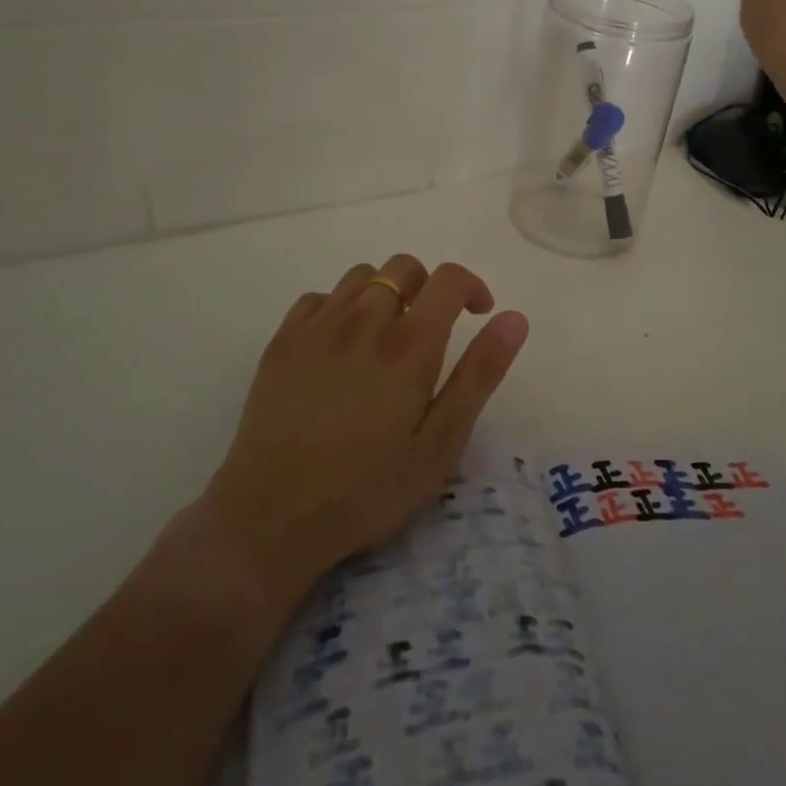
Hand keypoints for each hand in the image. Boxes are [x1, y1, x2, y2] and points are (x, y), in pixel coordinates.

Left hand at [174, 257, 527, 602]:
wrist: (272, 517)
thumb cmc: (368, 488)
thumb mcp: (441, 443)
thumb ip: (479, 374)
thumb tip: (514, 318)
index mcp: (409, 343)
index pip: (448, 278)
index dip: (471, 286)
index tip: (478, 314)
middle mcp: (364, 319)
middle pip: (403, 267)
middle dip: (428, 287)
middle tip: (430, 331)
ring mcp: (317, 326)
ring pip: (361, 276)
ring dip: (384, 292)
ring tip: (385, 336)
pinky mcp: (282, 341)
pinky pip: (318, 298)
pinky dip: (339, 307)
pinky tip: (339, 346)